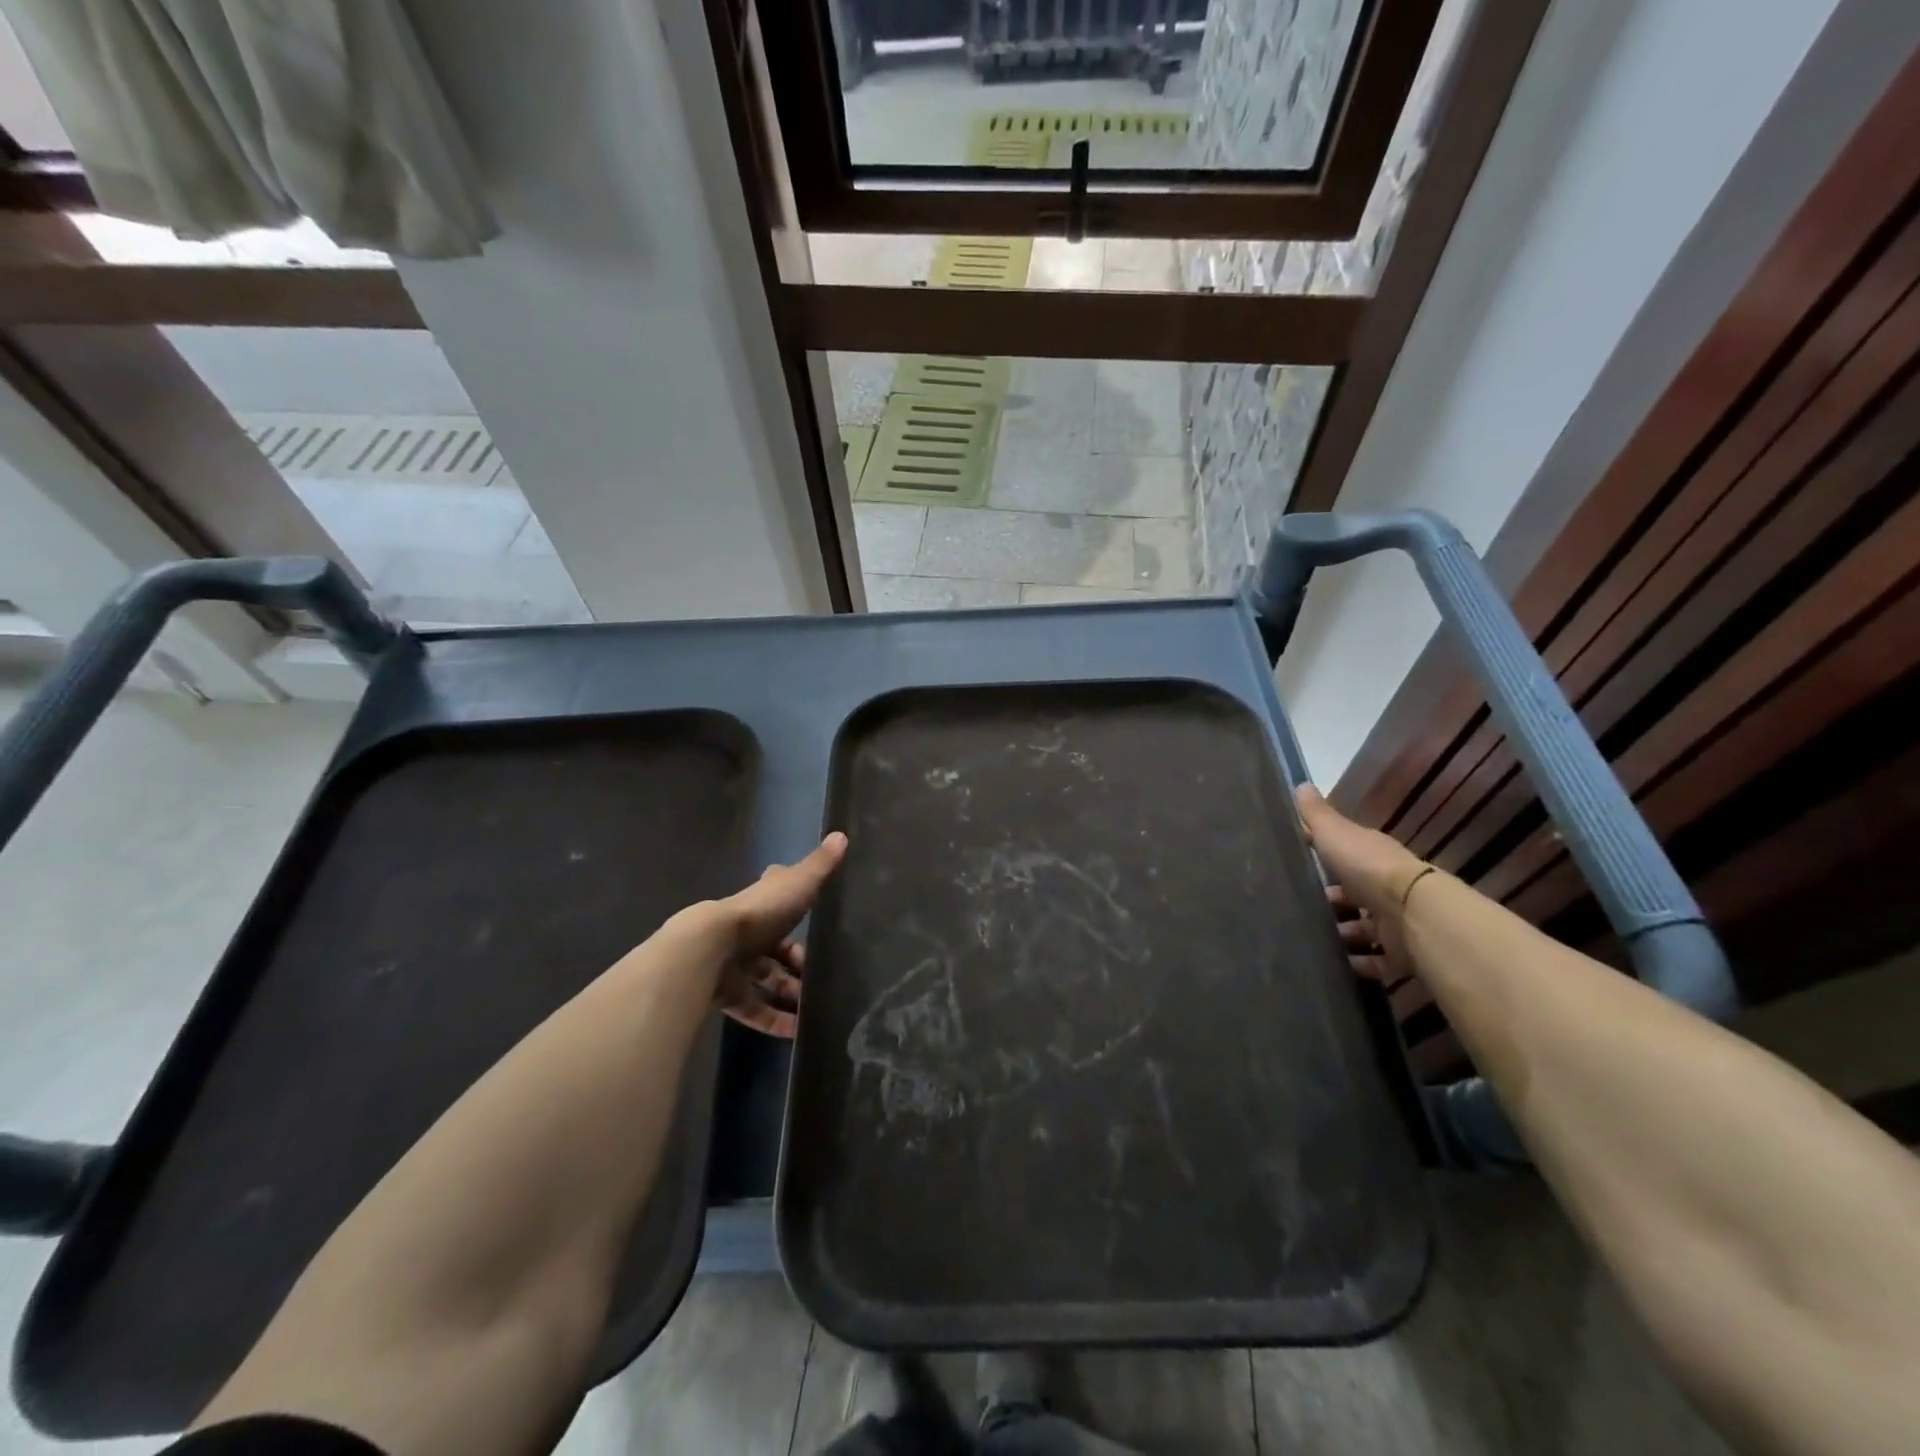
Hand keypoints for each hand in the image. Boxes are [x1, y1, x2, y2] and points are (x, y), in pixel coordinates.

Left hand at [704, 832, 847, 1038]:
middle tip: (823, 975)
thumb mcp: (797, 884)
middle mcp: (747, 931)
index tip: (816, 918)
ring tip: (816, 1008)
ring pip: (766, 980)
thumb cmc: (759, 912)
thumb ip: (820, 865)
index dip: (796, 905)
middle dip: (797, 961)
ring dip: (789, 993)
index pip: (780, 899)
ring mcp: (735, 964)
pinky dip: (773, 1020)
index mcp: (763, 903)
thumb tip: (841, 834)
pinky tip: (796, 1033)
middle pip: (775, 947)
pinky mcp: (727, 994)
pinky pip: (753, 1009)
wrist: (710, 947)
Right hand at [1294, 785, 1428, 983]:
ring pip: (1363, 928)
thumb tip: (1300, 783)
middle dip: (1330, 901)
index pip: (1345, 854)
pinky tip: (1334, 966)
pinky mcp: (1399, 954)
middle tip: (1296, 909)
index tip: (1295, 863)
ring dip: (1342, 934)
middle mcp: (1385, 888)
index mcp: (1371, 856)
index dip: (1323, 857)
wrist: (1413, 913)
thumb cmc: (1369, 868)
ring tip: (1309, 941)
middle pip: (1354, 894)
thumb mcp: (1335, 834)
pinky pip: (1375, 961)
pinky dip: (1358, 964)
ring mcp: (1394, 923)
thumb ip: (1316, 815)